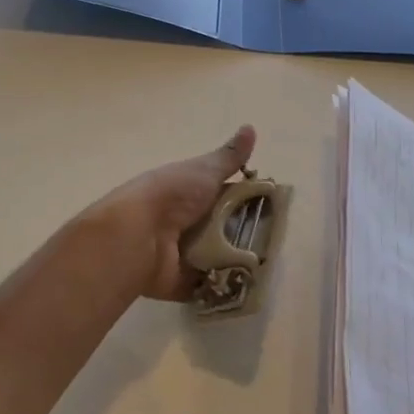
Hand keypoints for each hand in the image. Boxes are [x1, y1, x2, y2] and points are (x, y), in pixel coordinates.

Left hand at [63, 126, 257, 303]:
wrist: (137, 235)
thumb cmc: (172, 195)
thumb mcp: (204, 170)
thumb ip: (230, 156)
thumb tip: (251, 126)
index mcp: (191, 192)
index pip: (227, 195)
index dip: (249, 200)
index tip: (276, 207)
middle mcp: (188, 221)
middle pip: (227, 228)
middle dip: (248, 234)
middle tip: (276, 240)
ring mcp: (185, 253)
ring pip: (221, 257)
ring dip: (239, 260)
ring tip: (268, 265)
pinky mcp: (184, 282)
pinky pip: (210, 286)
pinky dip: (225, 287)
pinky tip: (250, 287)